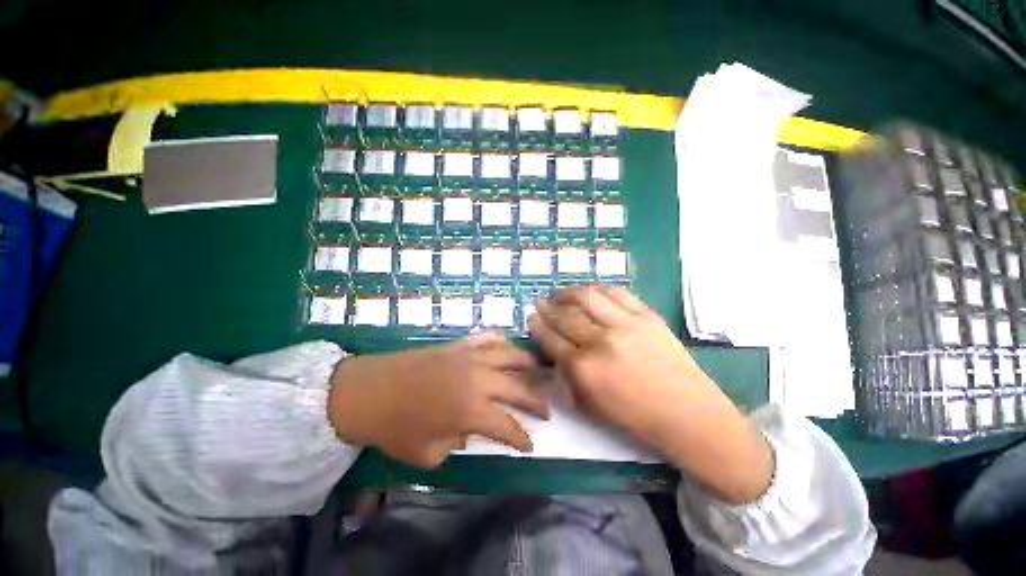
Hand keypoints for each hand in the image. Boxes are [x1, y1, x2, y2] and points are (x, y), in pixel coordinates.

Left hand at [327, 333, 547, 468]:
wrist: (367, 391)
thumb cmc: (395, 428)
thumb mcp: (428, 452)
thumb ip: (458, 441)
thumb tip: (471, 429)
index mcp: (471, 410)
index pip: (507, 426)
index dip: (521, 438)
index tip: (530, 445)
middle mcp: (477, 380)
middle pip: (516, 388)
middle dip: (535, 402)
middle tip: (546, 410)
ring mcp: (469, 358)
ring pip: (508, 355)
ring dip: (526, 363)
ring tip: (538, 368)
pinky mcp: (457, 346)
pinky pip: (485, 339)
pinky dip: (499, 341)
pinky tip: (506, 344)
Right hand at [528, 285, 772, 503]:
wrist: (687, 413)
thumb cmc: (634, 416)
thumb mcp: (589, 405)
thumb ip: (567, 375)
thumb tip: (554, 348)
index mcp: (584, 370)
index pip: (552, 339)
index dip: (538, 326)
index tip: (531, 318)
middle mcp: (601, 342)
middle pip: (565, 316)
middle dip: (547, 307)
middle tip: (541, 302)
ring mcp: (626, 325)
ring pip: (588, 297)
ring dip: (569, 292)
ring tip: (562, 294)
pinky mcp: (647, 316)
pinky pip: (616, 293)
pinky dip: (598, 289)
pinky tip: (591, 292)